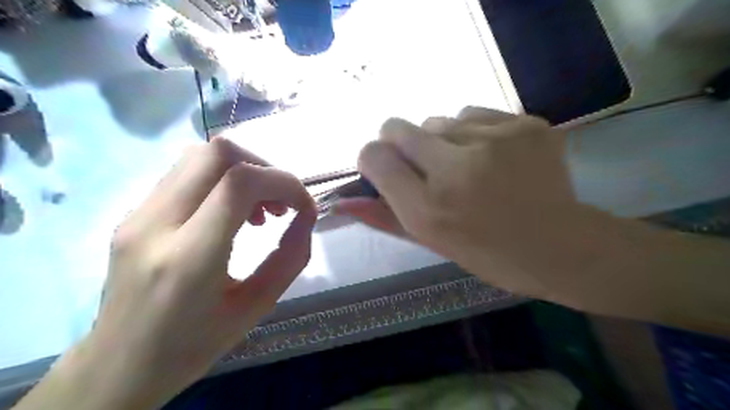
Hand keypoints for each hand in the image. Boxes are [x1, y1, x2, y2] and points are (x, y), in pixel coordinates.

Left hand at [71, 138, 313, 409]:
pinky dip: (223, 180)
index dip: (283, 183)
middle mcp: (155, 224)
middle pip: (217, 153)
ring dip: (243, 172)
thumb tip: (307, 216)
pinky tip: (233, 214)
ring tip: (260, 209)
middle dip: (264, 168)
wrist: (120, 366)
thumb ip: (290, 257)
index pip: (240, 183)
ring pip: (200, 156)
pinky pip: (186, 174)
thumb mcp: (257, 307)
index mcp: (188, 258)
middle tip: (280, 203)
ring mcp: (137, 214)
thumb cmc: (194, 345)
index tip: (303, 207)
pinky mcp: (134, 213)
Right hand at [337, 108, 585, 303]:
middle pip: (397, 126)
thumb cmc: (488, 254)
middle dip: (400, 143)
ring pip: (438, 119)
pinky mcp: (525, 124)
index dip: (374, 159)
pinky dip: (474, 132)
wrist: (562, 247)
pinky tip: (494, 156)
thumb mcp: (430, 242)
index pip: (373, 156)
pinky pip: (475, 114)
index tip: (386, 169)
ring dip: (441, 139)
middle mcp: (455, 169)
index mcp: (429, 208)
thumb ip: (382, 218)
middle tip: (426, 166)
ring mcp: (494, 140)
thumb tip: (341, 202)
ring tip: (468, 165)